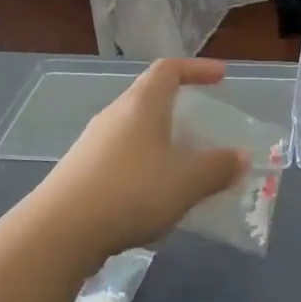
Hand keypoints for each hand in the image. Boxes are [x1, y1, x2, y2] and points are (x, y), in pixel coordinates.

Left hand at [36, 59, 246, 263]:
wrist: (59, 232)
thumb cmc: (131, 191)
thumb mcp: (187, 181)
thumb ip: (218, 167)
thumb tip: (241, 156)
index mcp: (142, 104)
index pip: (169, 69)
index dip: (197, 69)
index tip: (221, 78)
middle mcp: (115, 116)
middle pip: (151, 100)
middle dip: (182, 112)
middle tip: (207, 130)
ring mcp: (94, 144)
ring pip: (137, 133)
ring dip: (164, 144)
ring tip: (186, 169)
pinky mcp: (82, 173)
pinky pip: (124, 159)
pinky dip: (146, 168)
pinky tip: (156, 198)